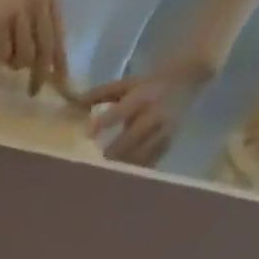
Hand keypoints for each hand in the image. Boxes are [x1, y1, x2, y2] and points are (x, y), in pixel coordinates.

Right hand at [0, 0, 67, 95]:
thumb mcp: (25, 7)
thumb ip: (35, 29)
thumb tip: (40, 65)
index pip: (58, 37)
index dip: (60, 64)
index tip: (62, 86)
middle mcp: (39, 3)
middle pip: (44, 50)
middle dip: (39, 75)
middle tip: (33, 92)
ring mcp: (19, 11)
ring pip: (24, 55)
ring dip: (15, 64)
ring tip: (7, 57)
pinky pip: (4, 54)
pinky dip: (1, 60)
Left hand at [82, 61, 210, 166]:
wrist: (186, 80)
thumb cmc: (146, 85)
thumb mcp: (125, 85)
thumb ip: (99, 94)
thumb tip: (72, 102)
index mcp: (143, 97)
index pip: (120, 111)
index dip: (102, 124)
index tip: (87, 135)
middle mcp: (155, 114)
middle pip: (131, 138)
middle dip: (112, 151)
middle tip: (94, 162)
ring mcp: (164, 129)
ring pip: (141, 153)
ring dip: (122, 164)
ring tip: (104, 174)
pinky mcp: (169, 142)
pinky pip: (151, 161)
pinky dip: (135, 170)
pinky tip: (121, 178)